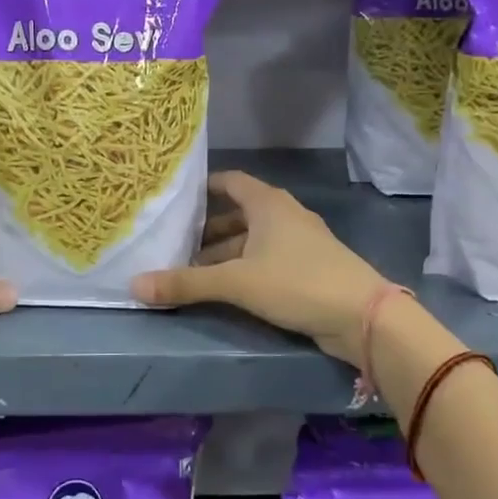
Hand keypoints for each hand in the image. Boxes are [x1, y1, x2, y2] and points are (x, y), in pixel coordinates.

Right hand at [131, 171, 389, 365]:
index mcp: (268, 204)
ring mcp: (298, 243)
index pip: (230, 182)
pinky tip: (224, 288)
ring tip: (190, 270)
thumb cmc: (297, 282)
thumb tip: (135, 285)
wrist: (362, 316)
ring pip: (251, 241)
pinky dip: (242, 268)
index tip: (175, 198)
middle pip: (237, 214)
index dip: (203, 187)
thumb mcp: (236, 282)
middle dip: (206, 230)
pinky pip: (265, 260)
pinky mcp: (307, 269)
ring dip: (223, 254)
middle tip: (172, 243)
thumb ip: (186, 283)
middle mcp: (283, 215)